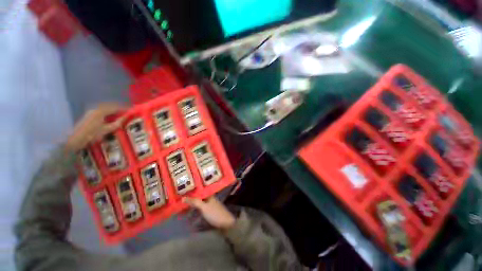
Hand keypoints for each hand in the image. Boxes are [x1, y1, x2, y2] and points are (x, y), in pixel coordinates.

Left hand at [65, 103, 125, 151]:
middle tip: (126, 112)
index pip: (115, 108)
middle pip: (109, 106)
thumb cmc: (91, 134)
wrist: (75, 139)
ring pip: (105, 109)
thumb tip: (125, 118)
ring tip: (120, 115)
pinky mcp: (89, 116)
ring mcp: (91, 112)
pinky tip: (110, 117)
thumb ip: (117, 123)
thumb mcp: (106, 130)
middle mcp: (95, 109)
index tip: (131, 110)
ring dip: (113, 111)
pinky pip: (101, 112)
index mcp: (100, 111)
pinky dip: (107, 113)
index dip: (123, 109)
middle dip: (118, 108)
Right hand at [183, 197, 235, 229]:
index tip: (181, 194)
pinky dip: (195, 214)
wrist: (226, 224)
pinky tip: (190, 219)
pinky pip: (200, 212)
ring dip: (191, 209)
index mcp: (209, 195)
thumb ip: (195, 202)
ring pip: (199, 206)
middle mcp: (209, 199)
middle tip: (180, 205)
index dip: (191, 193)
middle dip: (189, 202)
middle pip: (198, 199)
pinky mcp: (210, 214)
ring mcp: (210, 207)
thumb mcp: (204, 207)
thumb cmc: (215, 213)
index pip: (198, 191)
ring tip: (182, 213)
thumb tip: (183, 197)